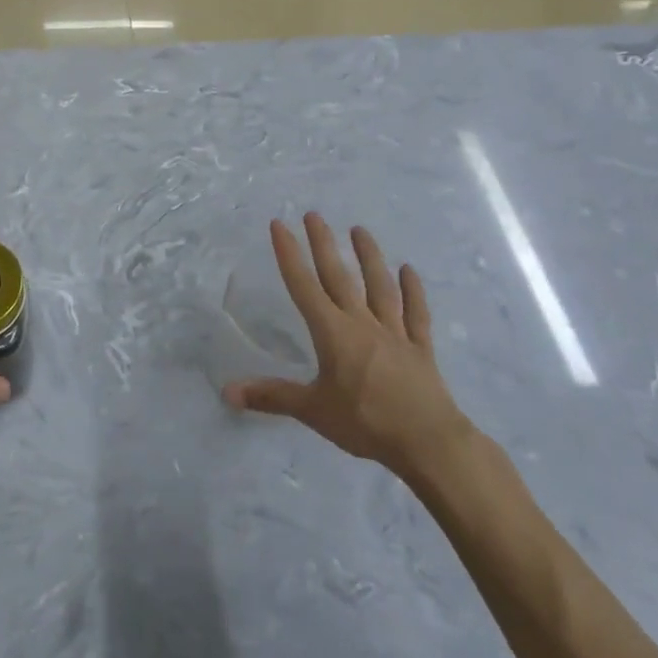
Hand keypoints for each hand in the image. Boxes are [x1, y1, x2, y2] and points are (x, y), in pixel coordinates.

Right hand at [223, 214, 469, 477]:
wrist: (429, 442)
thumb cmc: (365, 422)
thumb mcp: (312, 410)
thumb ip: (271, 397)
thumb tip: (227, 391)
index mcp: (332, 333)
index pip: (304, 286)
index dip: (289, 254)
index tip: (279, 225)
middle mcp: (362, 323)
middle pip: (339, 277)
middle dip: (324, 244)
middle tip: (314, 215)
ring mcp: (394, 333)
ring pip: (379, 287)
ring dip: (369, 257)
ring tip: (360, 229)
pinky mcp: (420, 349)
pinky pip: (415, 314)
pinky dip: (413, 291)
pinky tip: (409, 271)